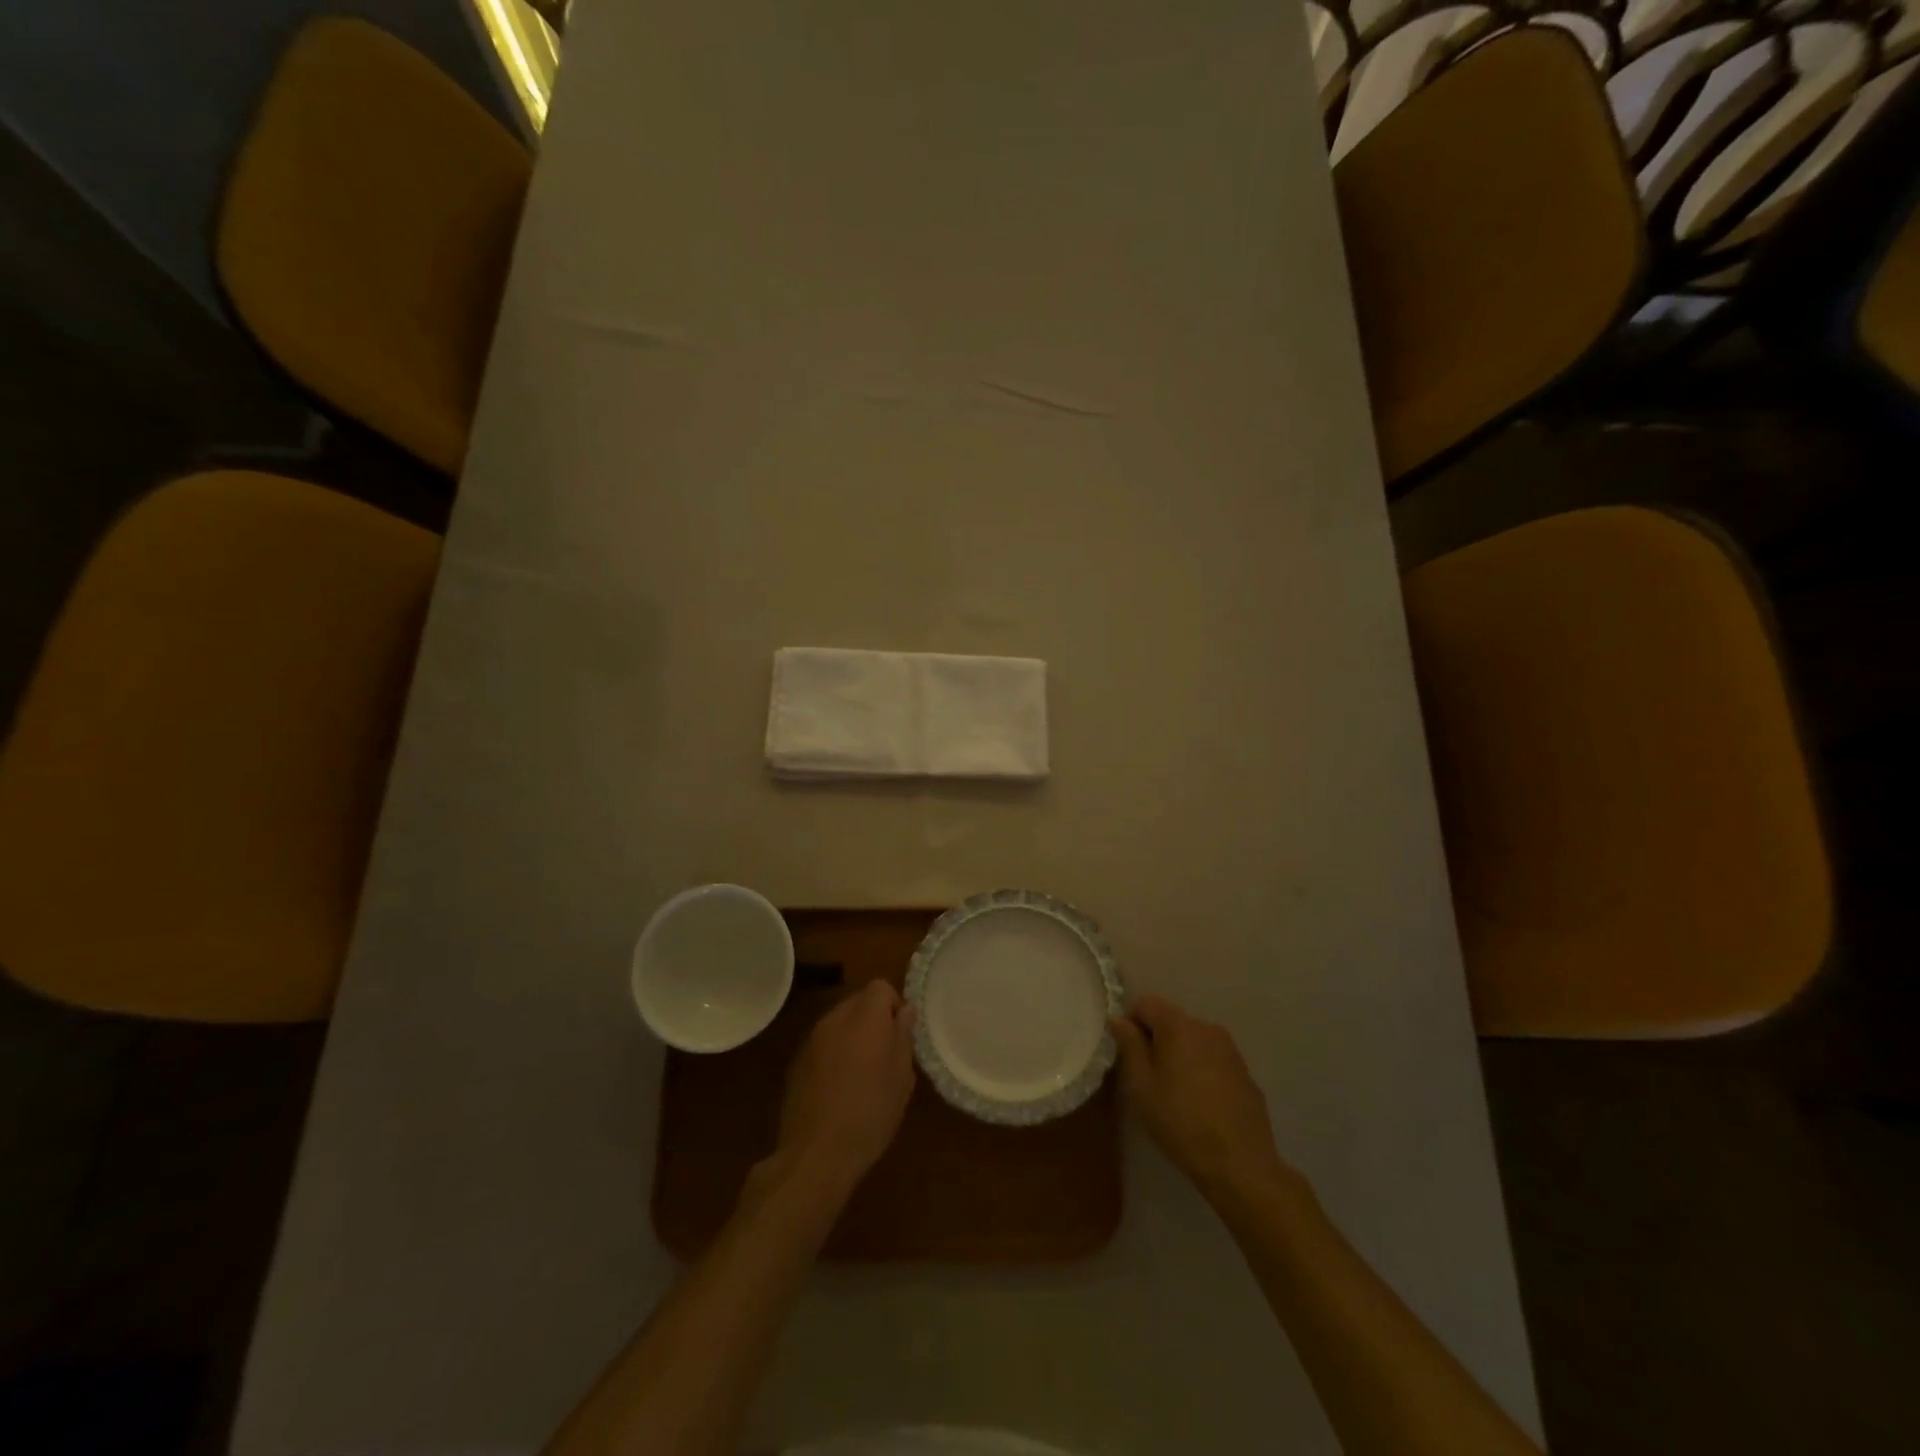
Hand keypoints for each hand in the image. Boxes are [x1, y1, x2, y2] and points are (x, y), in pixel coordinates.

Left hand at [774, 980, 916, 1193]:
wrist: (816, 1153)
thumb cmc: (870, 1114)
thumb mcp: (901, 1078)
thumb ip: (903, 1036)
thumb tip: (904, 1011)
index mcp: (864, 1018)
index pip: (880, 987)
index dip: (893, 1005)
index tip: (900, 1035)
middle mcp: (835, 1019)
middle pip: (858, 1001)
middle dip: (874, 1019)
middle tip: (886, 1055)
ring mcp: (812, 1040)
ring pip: (840, 1022)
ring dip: (853, 1036)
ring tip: (863, 1074)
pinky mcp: (797, 1062)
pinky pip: (823, 1043)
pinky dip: (835, 1053)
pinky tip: (839, 1088)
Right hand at [1111, 994, 1293, 1201]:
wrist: (1240, 1163)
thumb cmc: (1180, 1121)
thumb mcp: (1141, 1085)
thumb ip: (1129, 1046)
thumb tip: (1119, 1019)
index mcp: (1178, 1025)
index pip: (1146, 1003)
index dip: (1131, 1023)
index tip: (1127, 1055)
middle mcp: (1207, 1028)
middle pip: (1171, 1020)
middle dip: (1156, 1040)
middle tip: (1147, 1078)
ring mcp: (1230, 1050)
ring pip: (1193, 1041)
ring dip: (1179, 1056)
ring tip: (1174, 1093)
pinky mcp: (1245, 1073)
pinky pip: (1213, 1060)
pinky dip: (1201, 1071)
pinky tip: (1200, 1105)